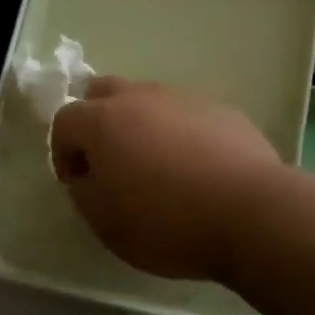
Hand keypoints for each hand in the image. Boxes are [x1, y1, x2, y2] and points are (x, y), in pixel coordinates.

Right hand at [48, 78, 280, 281]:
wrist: (252, 213)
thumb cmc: (166, 222)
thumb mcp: (105, 222)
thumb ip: (83, 191)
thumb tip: (86, 174)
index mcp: (102, 120)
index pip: (64, 120)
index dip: (62, 152)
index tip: (78, 183)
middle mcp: (140, 97)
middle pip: (103, 92)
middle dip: (96, 122)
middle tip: (109, 161)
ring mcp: (184, 98)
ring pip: (148, 100)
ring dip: (140, 125)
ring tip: (157, 167)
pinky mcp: (222, 110)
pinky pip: (186, 114)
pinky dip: (179, 133)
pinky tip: (196, 168)